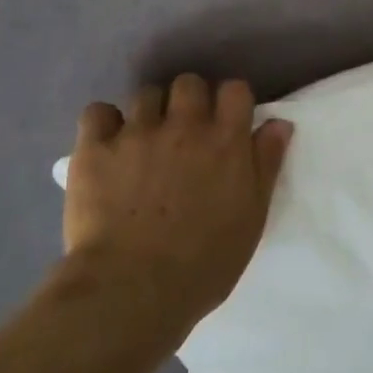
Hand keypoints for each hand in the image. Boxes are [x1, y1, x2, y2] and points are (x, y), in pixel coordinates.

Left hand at [63, 74, 293, 325]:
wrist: (133, 289)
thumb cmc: (204, 263)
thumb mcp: (252, 217)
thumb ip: (266, 164)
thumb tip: (278, 123)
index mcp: (225, 141)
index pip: (235, 90)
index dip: (231, 102)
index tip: (226, 123)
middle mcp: (183, 125)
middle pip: (189, 83)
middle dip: (189, 101)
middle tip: (185, 133)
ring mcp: (137, 133)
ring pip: (146, 94)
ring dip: (151, 112)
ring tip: (144, 142)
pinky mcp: (95, 148)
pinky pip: (98, 112)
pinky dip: (104, 123)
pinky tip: (108, 145)